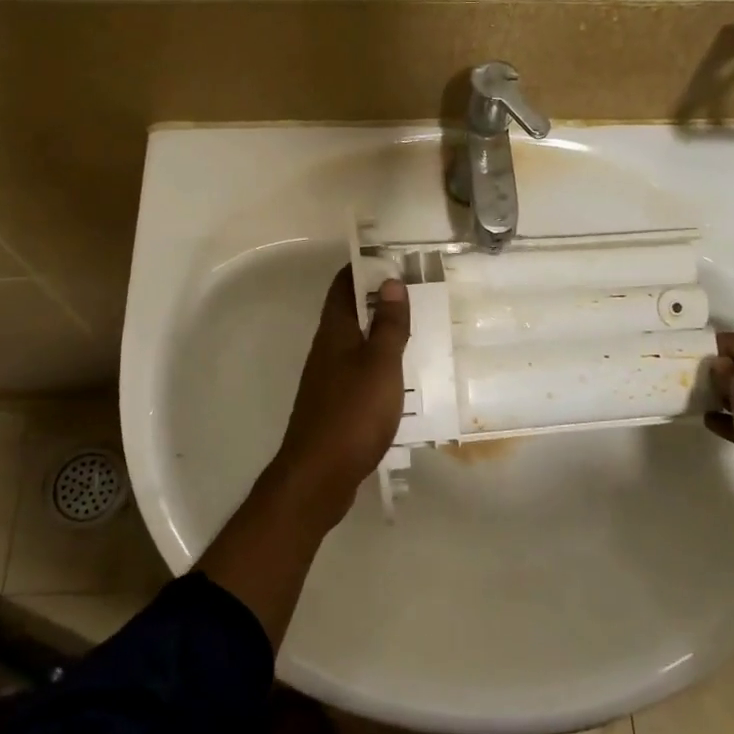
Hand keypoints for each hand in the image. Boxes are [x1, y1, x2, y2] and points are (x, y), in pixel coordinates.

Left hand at [273, 266, 409, 519]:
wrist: (318, 475)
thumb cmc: (352, 413)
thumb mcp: (380, 365)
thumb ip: (388, 325)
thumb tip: (390, 281)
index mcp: (334, 332)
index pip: (343, 286)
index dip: (363, 268)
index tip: (392, 258)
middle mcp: (327, 350)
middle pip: (349, 313)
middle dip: (377, 299)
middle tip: (415, 292)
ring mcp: (328, 379)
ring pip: (355, 343)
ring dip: (379, 332)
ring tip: (415, 329)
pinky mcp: (335, 405)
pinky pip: (358, 371)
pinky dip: (378, 363)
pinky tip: (400, 376)